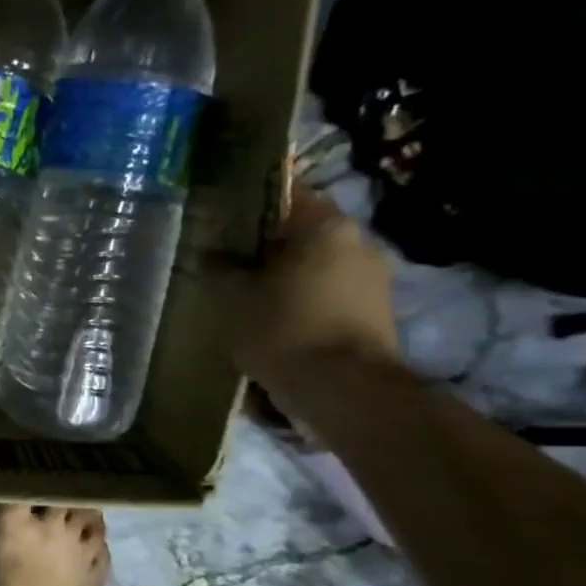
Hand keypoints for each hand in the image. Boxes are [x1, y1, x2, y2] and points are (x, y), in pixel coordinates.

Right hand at [207, 187, 399, 389]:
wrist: (344, 390)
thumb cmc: (283, 328)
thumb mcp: (233, 297)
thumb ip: (219, 268)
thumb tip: (209, 253)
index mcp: (326, 225)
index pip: (286, 194)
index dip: (251, 204)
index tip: (224, 217)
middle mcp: (358, 241)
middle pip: (304, 230)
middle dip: (268, 243)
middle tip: (230, 258)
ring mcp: (374, 277)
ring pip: (318, 262)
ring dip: (287, 273)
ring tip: (250, 291)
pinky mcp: (376, 310)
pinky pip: (330, 290)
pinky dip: (304, 296)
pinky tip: (276, 315)